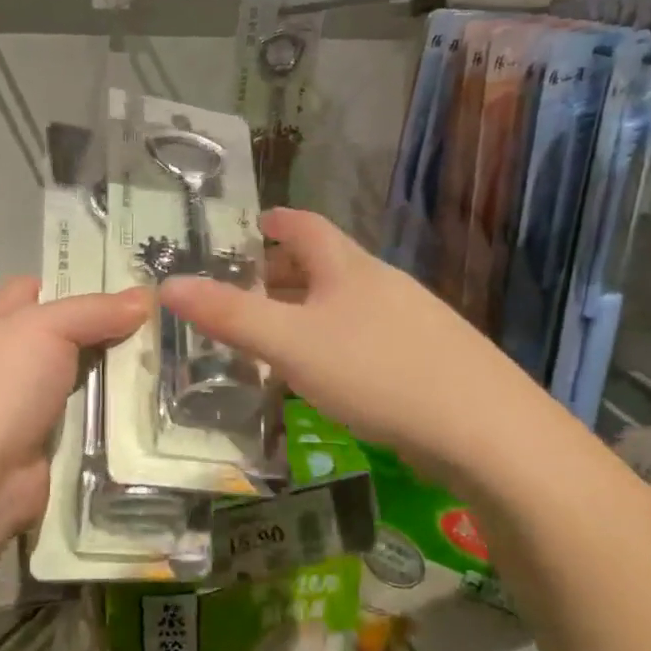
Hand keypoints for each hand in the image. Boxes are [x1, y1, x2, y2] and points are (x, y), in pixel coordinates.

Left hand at [0, 278, 147, 545]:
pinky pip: (86, 421)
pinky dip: (113, 417)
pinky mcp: (44, 445)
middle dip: (109, 331)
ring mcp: (23, 407)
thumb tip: (144, 297)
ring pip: (82, 380)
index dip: (77, 283)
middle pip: (66, 336)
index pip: (35, 289)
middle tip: (165, 324)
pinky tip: (154, 409)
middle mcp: (5, 362)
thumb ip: (94, 311)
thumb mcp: (44, 329)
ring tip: (174, 365)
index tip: (129, 286)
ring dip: (118, 377)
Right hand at [159, 209, 519, 475]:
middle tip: (246, 290)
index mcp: (349, 268)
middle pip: (327, 266)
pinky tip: (327, 376)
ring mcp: (412, 322)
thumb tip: (166, 285)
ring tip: (276, 335)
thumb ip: (231, 316)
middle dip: (284, 273)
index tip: (254, 225)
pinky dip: (335, 343)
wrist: (484, 428)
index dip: (278, 222)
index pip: (308, 227)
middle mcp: (382, 285)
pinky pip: (367, 338)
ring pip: (347, 305)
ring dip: (309, 312)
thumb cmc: (377, 372)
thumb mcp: (291, 344)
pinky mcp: (427, 360)